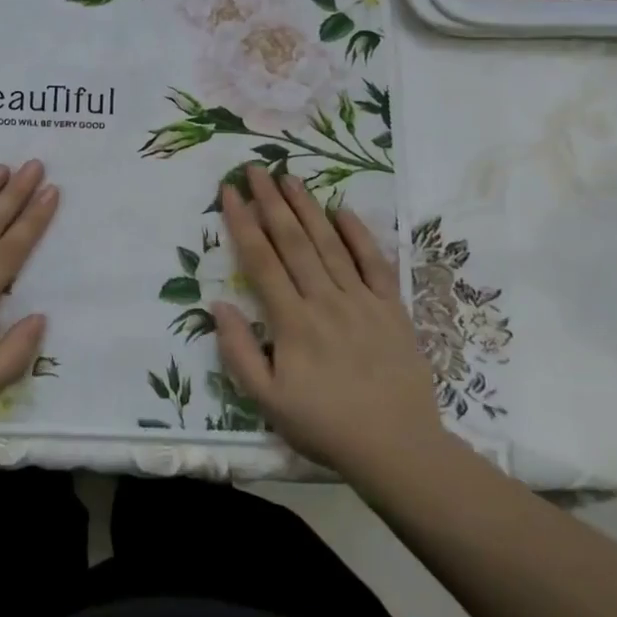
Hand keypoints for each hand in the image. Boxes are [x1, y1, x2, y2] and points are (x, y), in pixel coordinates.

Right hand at [211, 165, 452, 479]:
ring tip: (289, 177)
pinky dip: (359, 234)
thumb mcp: (268, 401)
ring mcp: (362, 301)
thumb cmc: (325, 426)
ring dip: (307, 207)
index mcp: (293, 322)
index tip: (229, 191)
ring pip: (329, 244)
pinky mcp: (392, 308)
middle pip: (292, 241)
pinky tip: (343, 210)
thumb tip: (218, 305)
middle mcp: (325, 300)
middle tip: (255, 168)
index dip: (242, 222)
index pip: (261, 260)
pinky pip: (375, 263)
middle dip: (270, 201)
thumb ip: (239, 352)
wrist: (398, 449)